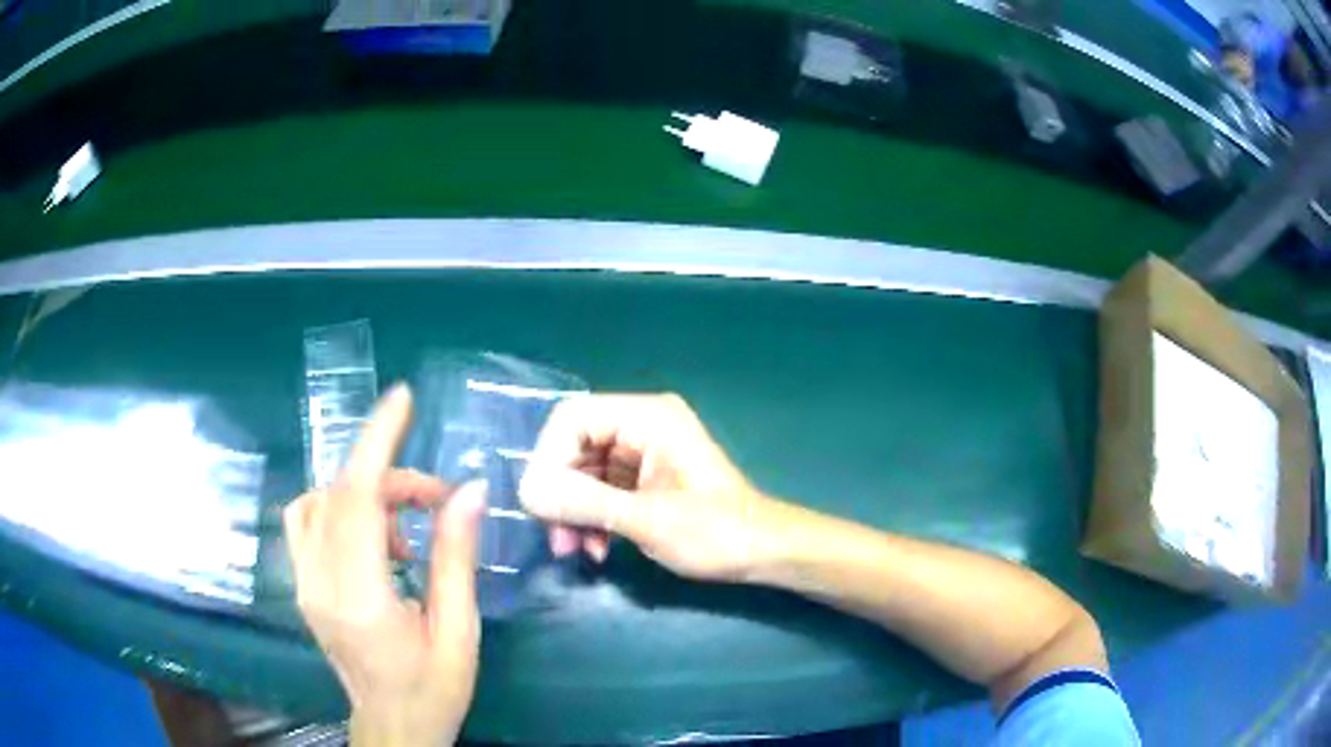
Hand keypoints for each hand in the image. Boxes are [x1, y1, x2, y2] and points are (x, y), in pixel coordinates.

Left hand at [284, 385, 484, 746]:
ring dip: (362, 492)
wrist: (393, 730)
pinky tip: (377, 540)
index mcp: (360, 599)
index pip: (357, 499)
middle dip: (388, 474)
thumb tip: (470, 491)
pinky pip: (308, 523)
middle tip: (437, 496)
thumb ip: (456, 558)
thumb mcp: (458, 631)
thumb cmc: (434, 691)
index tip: (401, 400)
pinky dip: (341, 508)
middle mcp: (318, 584)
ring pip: (317, 502)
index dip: (377, 443)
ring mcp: (303, 585)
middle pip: (340, 494)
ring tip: (406, 525)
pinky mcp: (302, 587)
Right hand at [519, 393, 774, 581]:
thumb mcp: (647, 520)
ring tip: (572, 549)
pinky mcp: (642, 479)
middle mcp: (641, 426)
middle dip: (559, 493)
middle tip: (555, 536)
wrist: (762, 552)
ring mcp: (641, 452)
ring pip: (582, 472)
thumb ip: (585, 503)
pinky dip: (590, 517)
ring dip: (571, 511)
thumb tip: (527, 492)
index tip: (539, 504)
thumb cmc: (716, 532)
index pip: (573, 418)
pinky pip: (599, 490)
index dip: (547, 458)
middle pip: (573, 446)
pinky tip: (594, 548)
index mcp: (648, 417)